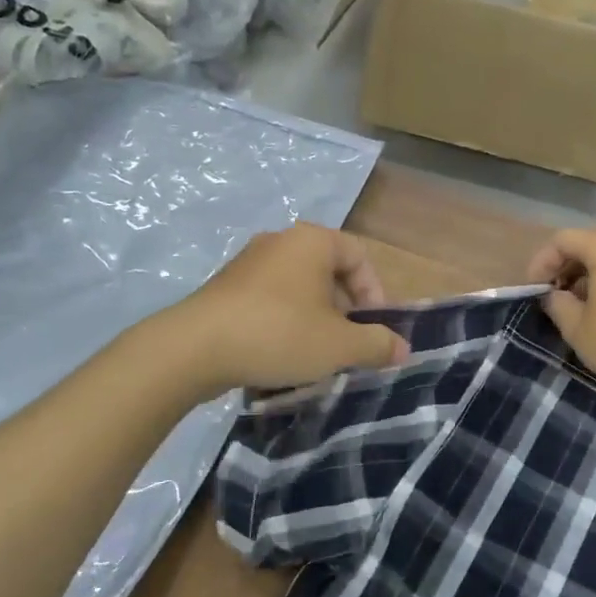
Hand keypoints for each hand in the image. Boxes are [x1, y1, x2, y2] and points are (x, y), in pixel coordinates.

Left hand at [169, 223, 409, 392]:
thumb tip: (403, 349)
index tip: (373, 330)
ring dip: (315, 319)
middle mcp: (280, 242)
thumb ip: (377, 345)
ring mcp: (248, 263)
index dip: (376, 294)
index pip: (360, 257)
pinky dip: (284, 322)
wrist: (193, 349)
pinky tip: (280, 354)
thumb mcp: (339, 345)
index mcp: (312, 241)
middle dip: (345, 310)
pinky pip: (269, 300)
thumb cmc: (279, 335)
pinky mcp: (224, 287)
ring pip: (299, 288)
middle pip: (329, 272)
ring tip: (316, 354)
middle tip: (347, 344)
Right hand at [528, 228, 595, 400]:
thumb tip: (555, 296)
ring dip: (585, 276)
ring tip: (573, 306)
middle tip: (551, 296)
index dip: (541, 263)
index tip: (532, 291)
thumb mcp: (576, 327)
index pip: (562, 240)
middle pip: (586, 244)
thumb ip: (557, 304)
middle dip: (563, 268)